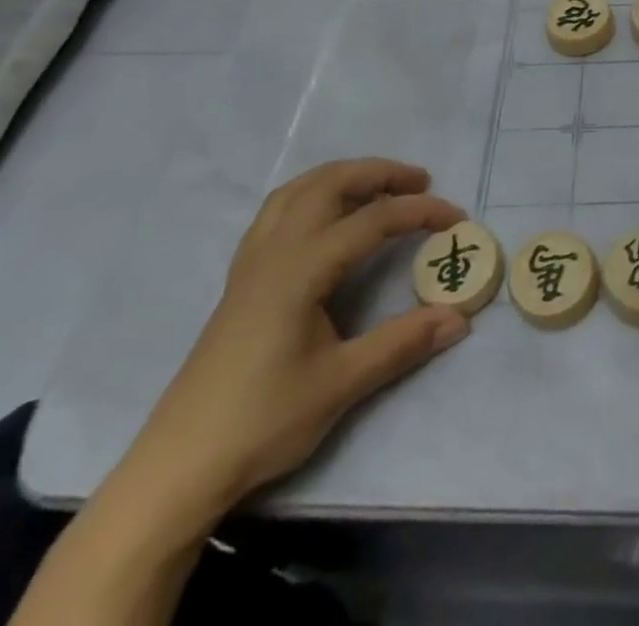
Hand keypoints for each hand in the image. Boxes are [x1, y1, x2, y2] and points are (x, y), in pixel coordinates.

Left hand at [118, 158, 469, 519]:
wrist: (180, 464)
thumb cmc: (262, 420)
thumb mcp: (341, 385)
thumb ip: (402, 343)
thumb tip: (458, 318)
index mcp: (302, 267)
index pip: (372, 220)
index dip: (419, 213)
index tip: (457, 219)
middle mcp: (276, 248)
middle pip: (332, 183)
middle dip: (380, 174)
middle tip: (420, 183)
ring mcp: (252, 259)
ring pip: (300, 189)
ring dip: (344, 176)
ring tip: (378, 187)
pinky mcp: (241, 276)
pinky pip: (279, 209)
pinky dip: (312, 193)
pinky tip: (324, 215)